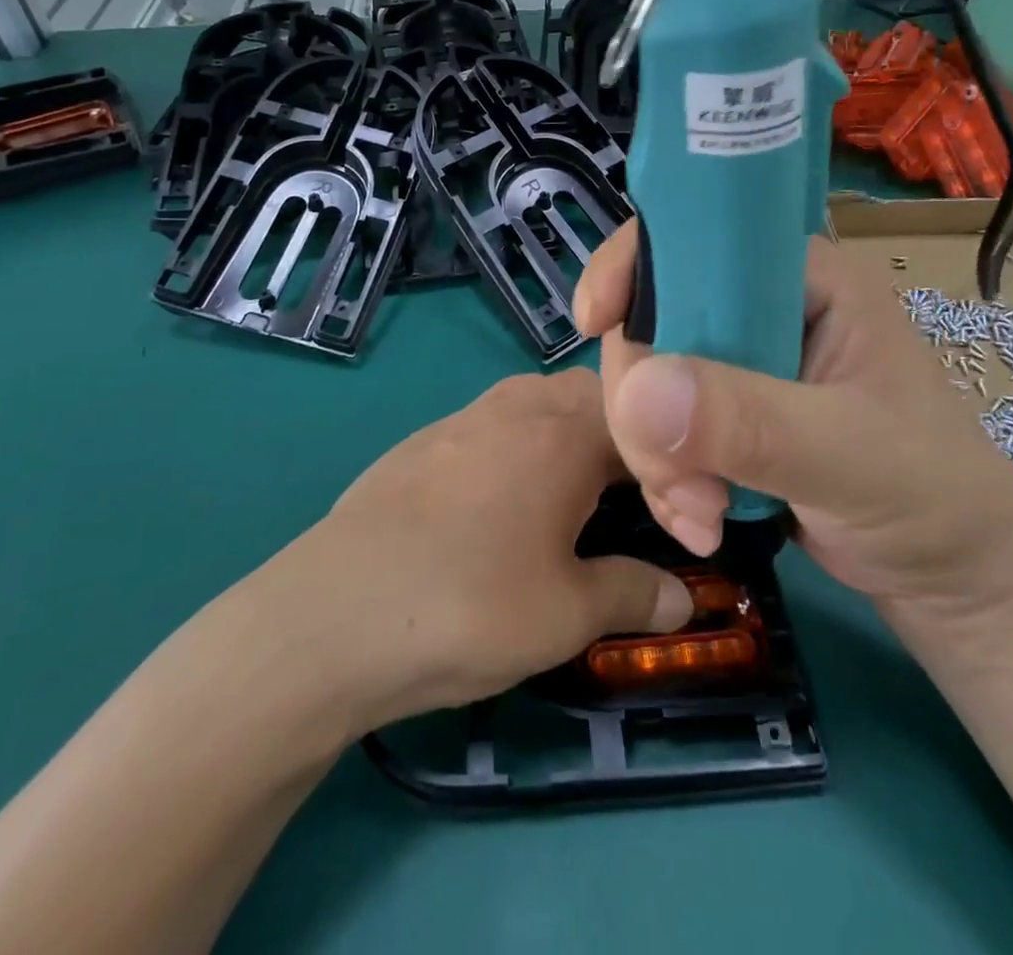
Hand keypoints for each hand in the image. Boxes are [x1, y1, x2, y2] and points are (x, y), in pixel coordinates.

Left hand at [282, 370, 692, 734]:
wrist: (331, 615)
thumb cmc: (469, 606)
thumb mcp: (567, 613)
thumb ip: (632, 594)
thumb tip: (681, 601)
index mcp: (563, 431)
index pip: (641, 421)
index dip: (670, 466)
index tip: (679, 519)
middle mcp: (515, 406)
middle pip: (588, 396)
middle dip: (620, 437)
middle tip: (630, 498)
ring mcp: (461, 418)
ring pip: (535, 403)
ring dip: (565, 436)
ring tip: (572, 496)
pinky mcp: (419, 442)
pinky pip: (490, 425)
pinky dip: (517, 448)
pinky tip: (499, 505)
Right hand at [573, 223, 1012, 618]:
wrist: (955, 580)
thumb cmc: (931, 496)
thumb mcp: (848, 454)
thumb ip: (748, 420)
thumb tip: (637, 390)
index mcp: (801, 279)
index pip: (696, 239)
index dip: (633, 266)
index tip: (593, 323)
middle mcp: (762, 310)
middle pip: (654, 320)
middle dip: (646, 404)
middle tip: (680, 479)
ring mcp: (740, 367)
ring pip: (647, 382)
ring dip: (656, 456)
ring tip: (703, 515)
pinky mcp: (725, 419)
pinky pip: (659, 430)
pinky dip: (665, 480)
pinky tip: (702, 523)